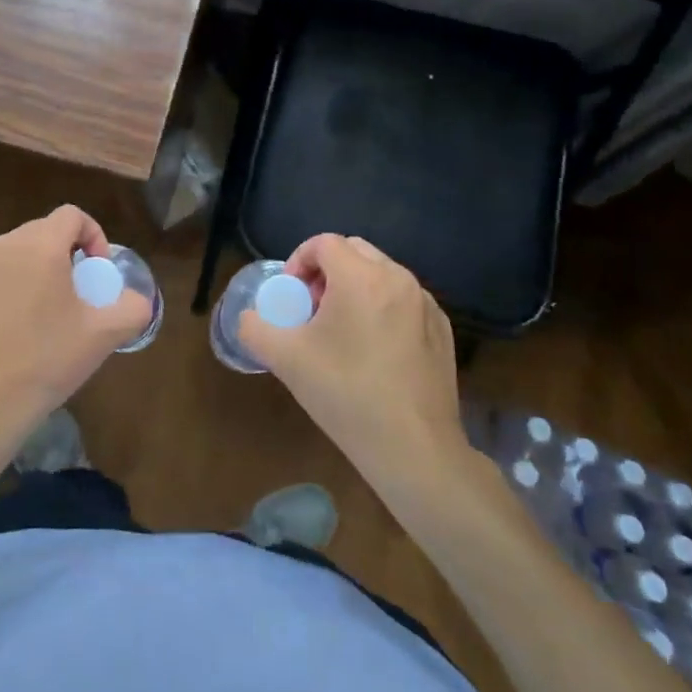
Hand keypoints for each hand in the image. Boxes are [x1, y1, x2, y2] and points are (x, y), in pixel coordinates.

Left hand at [0, 206, 151, 463]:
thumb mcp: (104, 335)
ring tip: (41, 313)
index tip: (97, 272)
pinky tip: (8, 330)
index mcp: (39, 246)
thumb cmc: (47, 361)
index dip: (93, 235)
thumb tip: (137, 300)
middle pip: (40, 232)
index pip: (71, 215)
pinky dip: (2, 291)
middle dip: (63, 255)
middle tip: (74, 294)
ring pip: (11, 255)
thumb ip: (132, 307)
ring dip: (32, 272)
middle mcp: (1, 247)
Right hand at [238, 234, 467, 492]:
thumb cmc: (345, 394)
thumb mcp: (285, 359)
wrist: (413, 448)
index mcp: (361, 277)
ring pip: (381, 276)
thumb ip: (255, 328)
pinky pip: (404, 301)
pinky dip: (382, 309)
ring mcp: (426, 304)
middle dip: (327, 272)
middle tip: (313, 310)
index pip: (324, 243)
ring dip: (355, 289)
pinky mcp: (442, 329)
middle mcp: (398, 279)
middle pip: (354, 252)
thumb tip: (249, 318)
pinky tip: (374, 352)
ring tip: (342, 332)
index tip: (291, 295)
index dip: (299, 261)